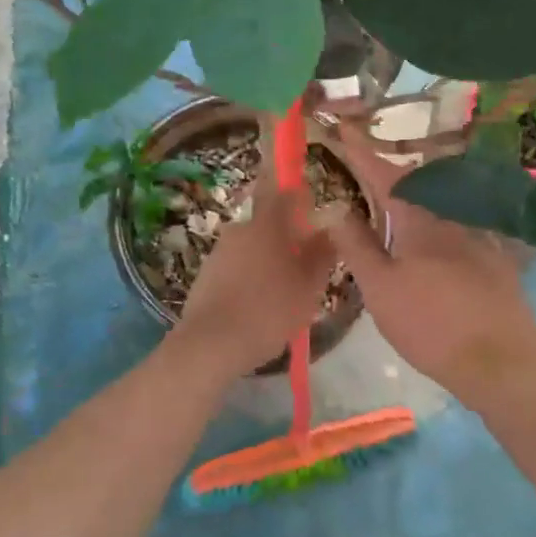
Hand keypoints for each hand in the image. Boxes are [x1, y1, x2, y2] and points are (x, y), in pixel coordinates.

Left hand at [174, 168, 337, 380]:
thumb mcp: (308, 286)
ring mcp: (219, 251)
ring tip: (284, 294)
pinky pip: (237, 268)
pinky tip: (259, 307)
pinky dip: (250, 279)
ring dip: (269, 262)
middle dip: (288, 239)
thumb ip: (321, 254)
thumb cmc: (268, 310)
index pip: (285, 191)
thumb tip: (329, 229)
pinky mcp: (206, 274)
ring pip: (253, 248)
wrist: (211, 344)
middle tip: (305, 267)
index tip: (313, 210)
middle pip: (269, 224)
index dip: (300, 196)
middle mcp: (240, 229)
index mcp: (267, 224)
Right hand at [324, 125, 535, 403]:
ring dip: (410, 195)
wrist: (501, 362)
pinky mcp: (494, 255)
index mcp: (419, 219)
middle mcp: (451, 215)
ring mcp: (478, 233)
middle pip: (413, 182)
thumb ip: (356, 245)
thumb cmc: (430, 326)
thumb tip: (332, 206)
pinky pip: (456, 223)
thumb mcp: (380, 289)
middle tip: (361, 168)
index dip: (360, 149)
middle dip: (386, 172)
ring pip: (437, 203)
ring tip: (388, 202)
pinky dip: (433, 218)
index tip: (342, 125)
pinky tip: (429, 236)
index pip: (383, 173)